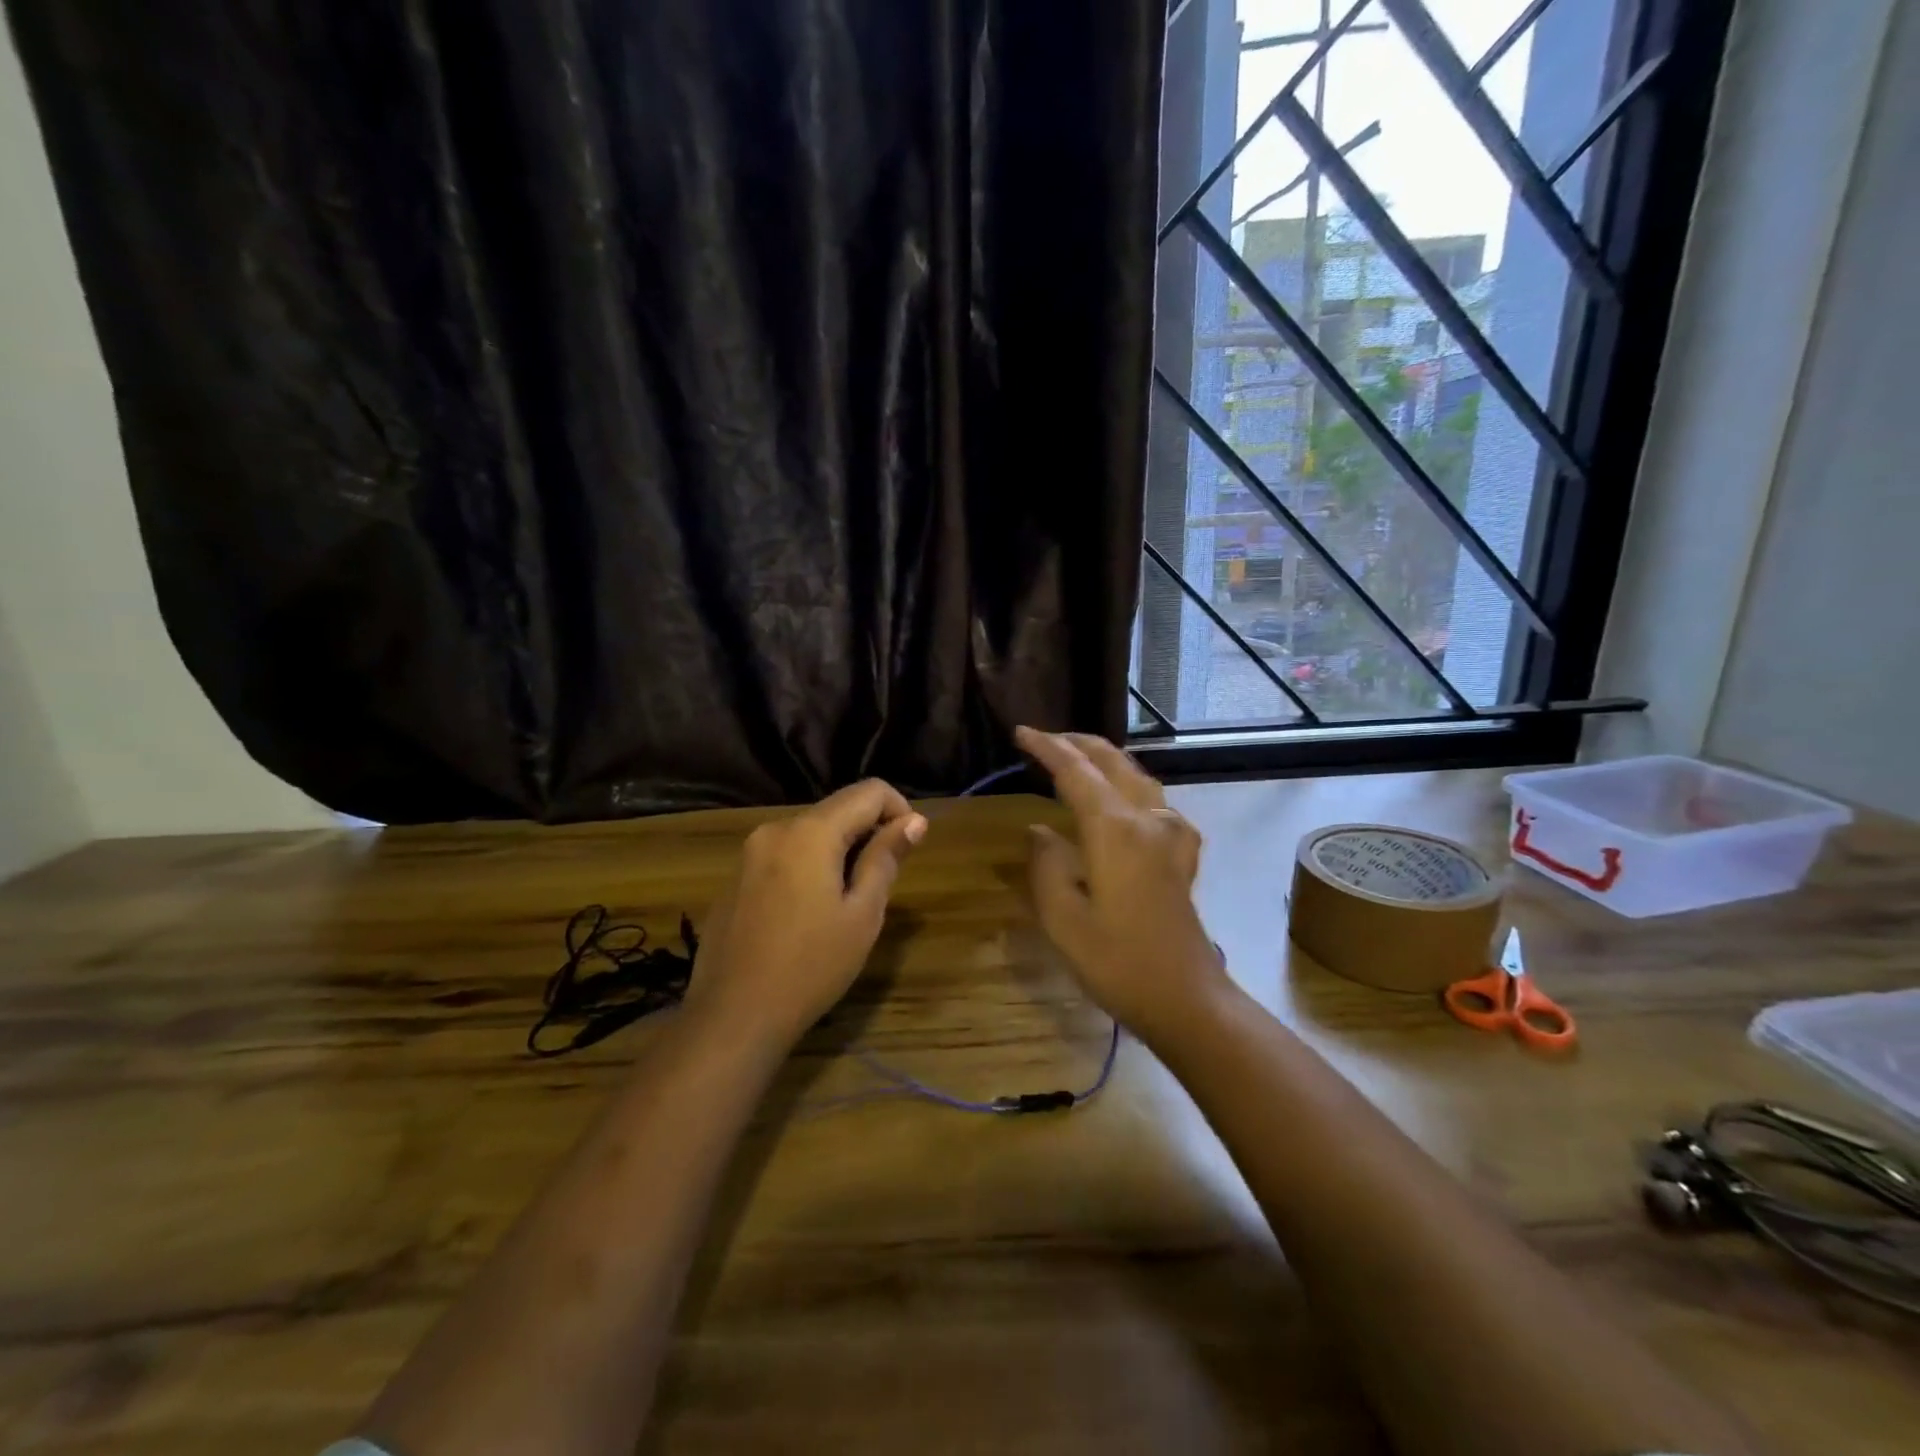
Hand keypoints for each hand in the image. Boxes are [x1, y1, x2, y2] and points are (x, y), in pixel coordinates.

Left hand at [686, 780, 926, 1051]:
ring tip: (849, 902)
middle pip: (837, 809)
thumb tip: (914, 821)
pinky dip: (809, 866)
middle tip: (884, 882)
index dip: (900, 810)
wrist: (734, 1016)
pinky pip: (784, 855)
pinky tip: (809, 914)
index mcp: (811, 831)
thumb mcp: (862, 913)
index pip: (870, 791)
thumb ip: (886, 857)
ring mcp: (750, 853)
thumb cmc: (811, 966)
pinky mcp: (736, 878)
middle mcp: (776, 828)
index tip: (909, 849)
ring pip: (810, 832)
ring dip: (839, 851)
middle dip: (869, 832)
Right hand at [1017, 727, 1227, 1040]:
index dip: (1046, 748)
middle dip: (1077, 743)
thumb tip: (1040, 830)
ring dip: (1105, 759)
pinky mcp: (1183, 853)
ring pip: (1137, 775)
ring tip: (1077, 758)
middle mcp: (1147, 819)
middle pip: (1111, 762)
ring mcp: (1171, 833)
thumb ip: (1047, 864)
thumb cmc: (1117, 961)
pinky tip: (1125, 803)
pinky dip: (1132, 787)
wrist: (1185, 997)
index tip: (1021, 732)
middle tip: (1044, 740)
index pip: (1075, 771)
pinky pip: (1156, 802)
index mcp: (1114, 829)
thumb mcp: (1062, 918)